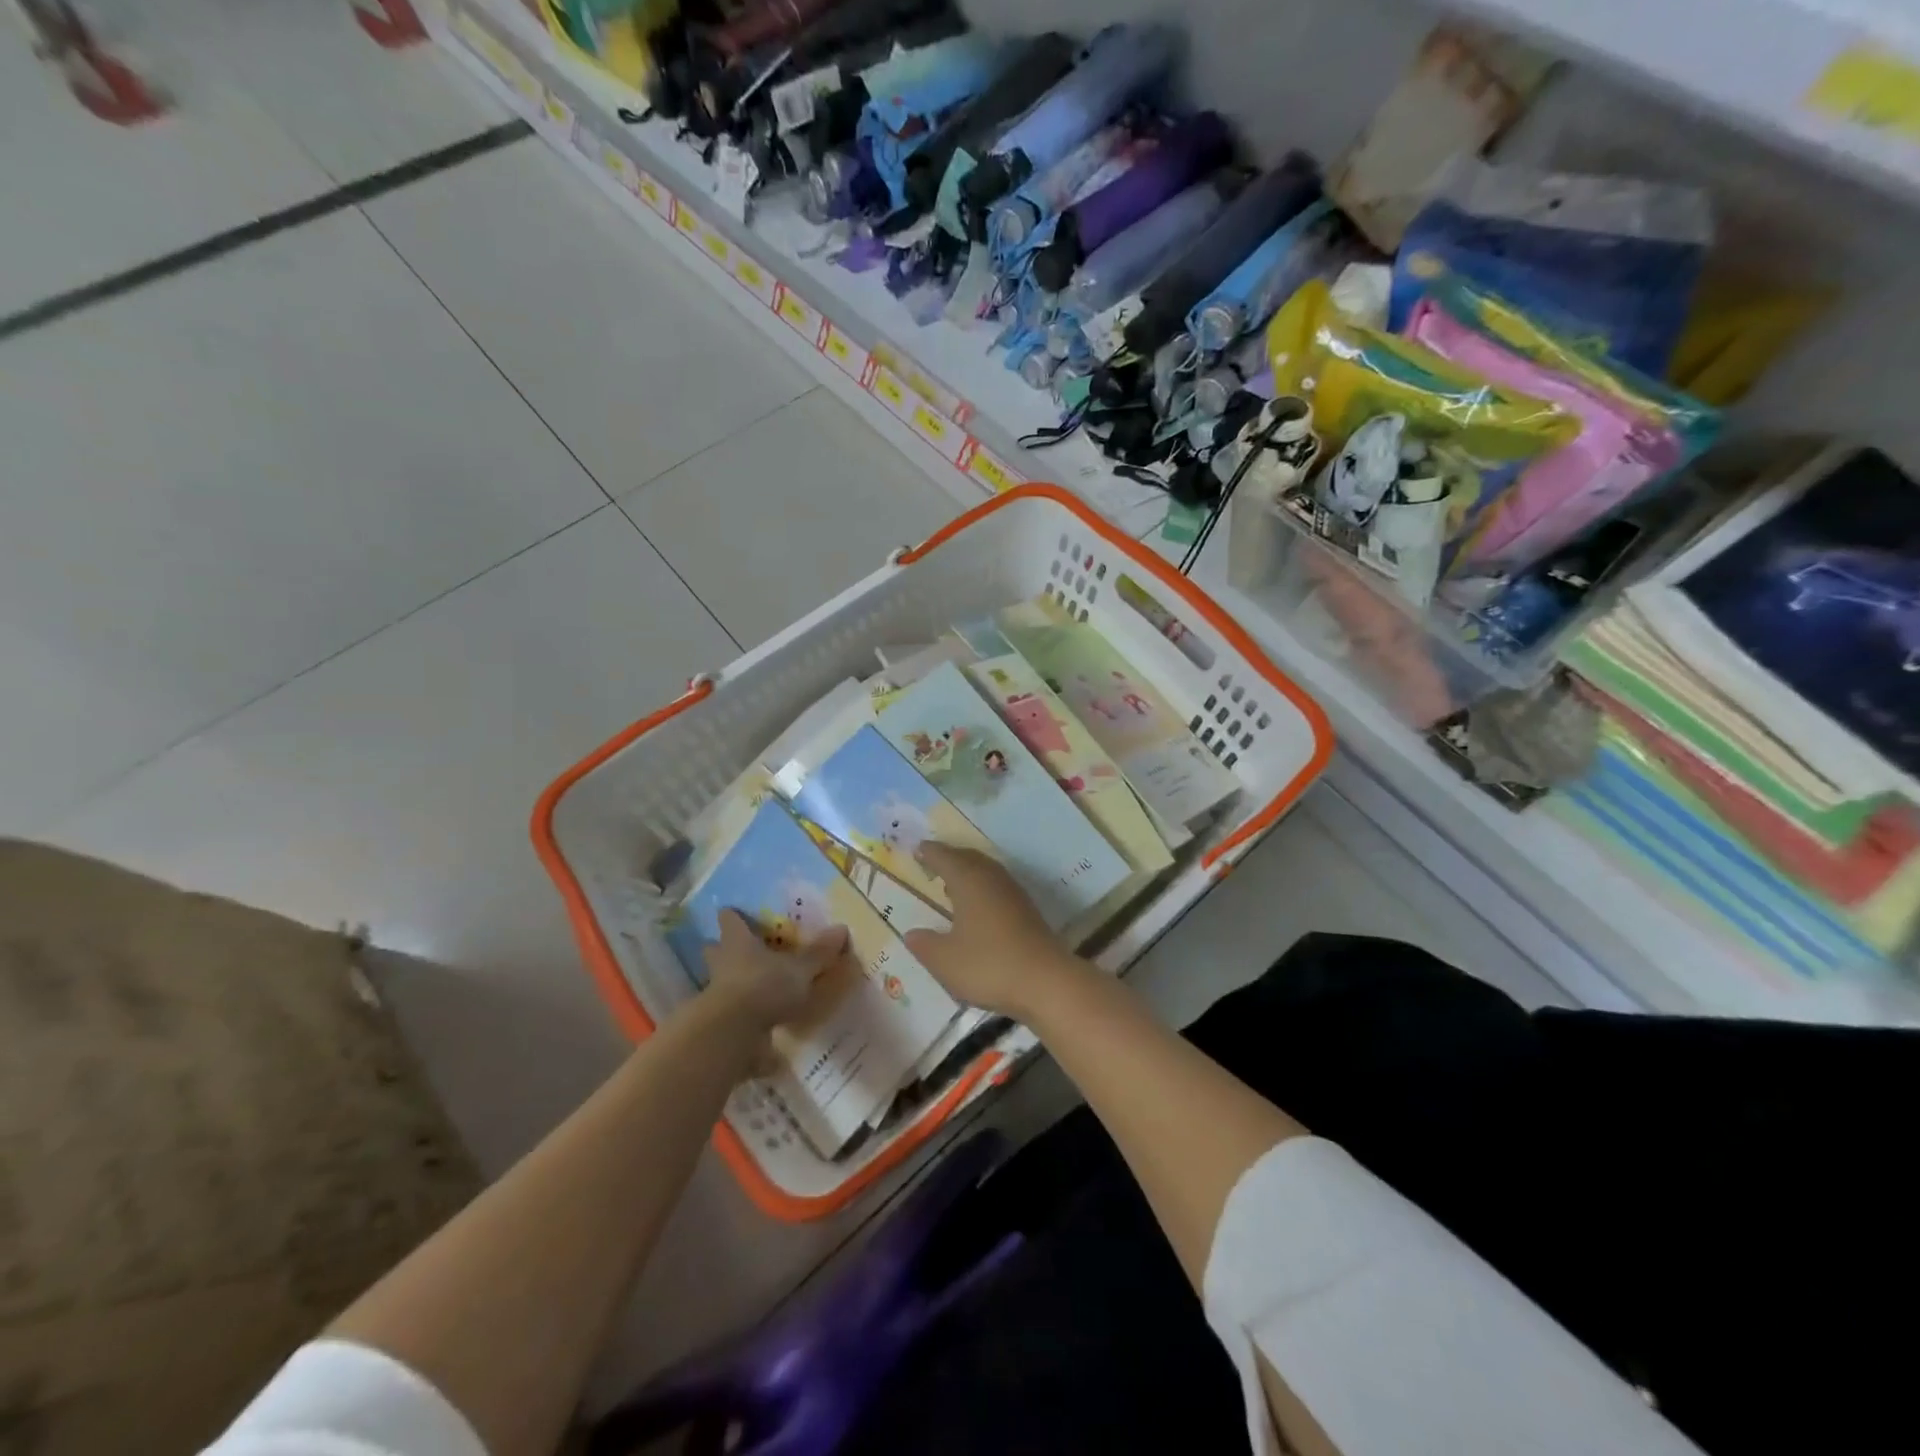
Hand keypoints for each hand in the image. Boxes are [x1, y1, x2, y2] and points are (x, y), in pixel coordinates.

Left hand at [702, 910, 850, 1034]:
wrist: (731, 1034)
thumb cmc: (764, 987)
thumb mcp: (799, 970)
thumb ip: (819, 952)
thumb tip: (842, 928)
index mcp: (738, 942)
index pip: (729, 920)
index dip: (733, 917)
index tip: (735, 914)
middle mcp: (722, 962)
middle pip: (715, 949)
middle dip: (723, 949)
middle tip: (741, 950)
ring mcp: (714, 993)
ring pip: (718, 979)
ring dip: (730, 981)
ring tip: (752, 987)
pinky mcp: (717, 1021)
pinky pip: (728, 1011)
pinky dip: (740, 1014)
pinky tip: (757, 1023)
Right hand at [904, 843, 1079, 1018]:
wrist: (1046, 981)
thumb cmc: (989, 965)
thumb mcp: (945, 960)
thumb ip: (925, 945)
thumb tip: (912, 934)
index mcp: (969, 880)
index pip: (945, 857)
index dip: (930, 852)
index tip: (917, 848)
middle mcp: (992, 878)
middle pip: (969, 858)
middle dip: (950, 857)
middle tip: (933, 860)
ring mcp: (1013, 893)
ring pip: (986, 871)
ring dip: (968, 871)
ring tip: (952, 882)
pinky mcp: (1027, 910)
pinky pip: (997, 886)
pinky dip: (982, 887)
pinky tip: (977, 906)